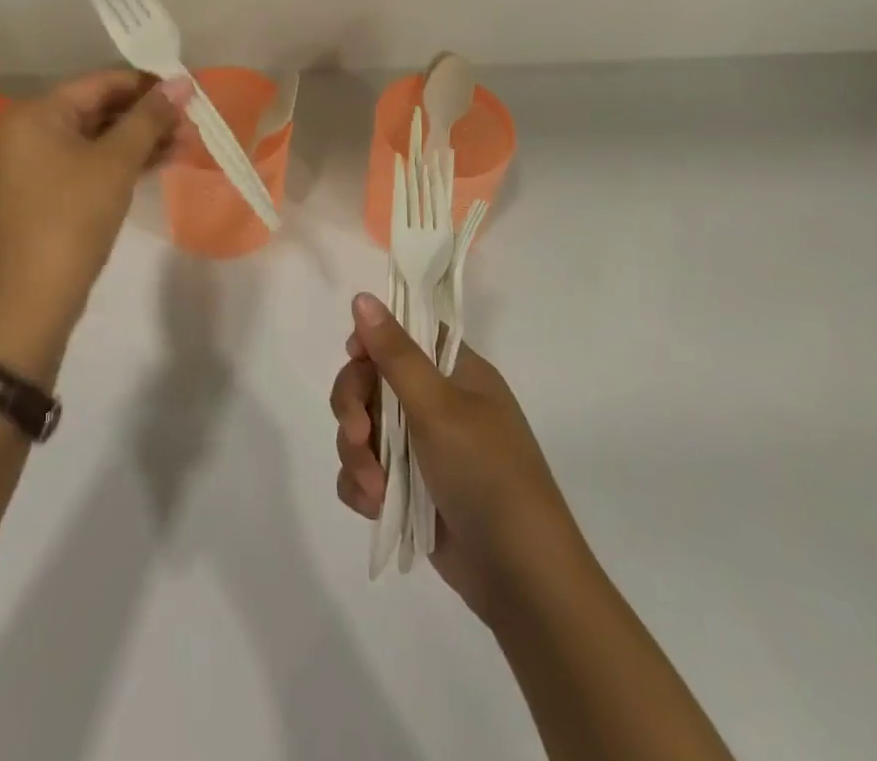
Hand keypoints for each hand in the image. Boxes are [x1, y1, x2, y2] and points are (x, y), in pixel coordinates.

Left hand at [0, 71, 188, 380]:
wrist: (34, 297)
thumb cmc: (73, 217)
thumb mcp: (116, 163)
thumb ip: (150, 118)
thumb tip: (183, 82)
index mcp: (38, 112)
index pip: (101, 82)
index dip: (148, 84)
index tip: (189, 92)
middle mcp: (33, 129)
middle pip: (101, 108)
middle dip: (148, 115)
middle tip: (193, 122)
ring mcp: (40, 161)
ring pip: (100, 137)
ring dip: (143, 139)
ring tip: (188, 142)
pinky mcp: (52, 189)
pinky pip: (94, 161)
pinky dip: (126, 160)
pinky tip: (164, 160)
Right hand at [331, 294, 578, 622]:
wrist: (522, 580)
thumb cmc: (487, 475)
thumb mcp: (439, 407)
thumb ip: (395, 353)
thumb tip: (362, 296)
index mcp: (457, 373)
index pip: (404, 335)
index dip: (372, 343)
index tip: (355, 359)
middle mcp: (439, 404)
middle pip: (372, 381)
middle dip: (354, 408)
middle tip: (357, 435)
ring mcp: (423, 449)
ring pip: (363, 428)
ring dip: (357, 454)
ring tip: (373, 488)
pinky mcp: (410, 490)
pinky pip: (367, 471)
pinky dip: (362, 485)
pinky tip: (373, 505)